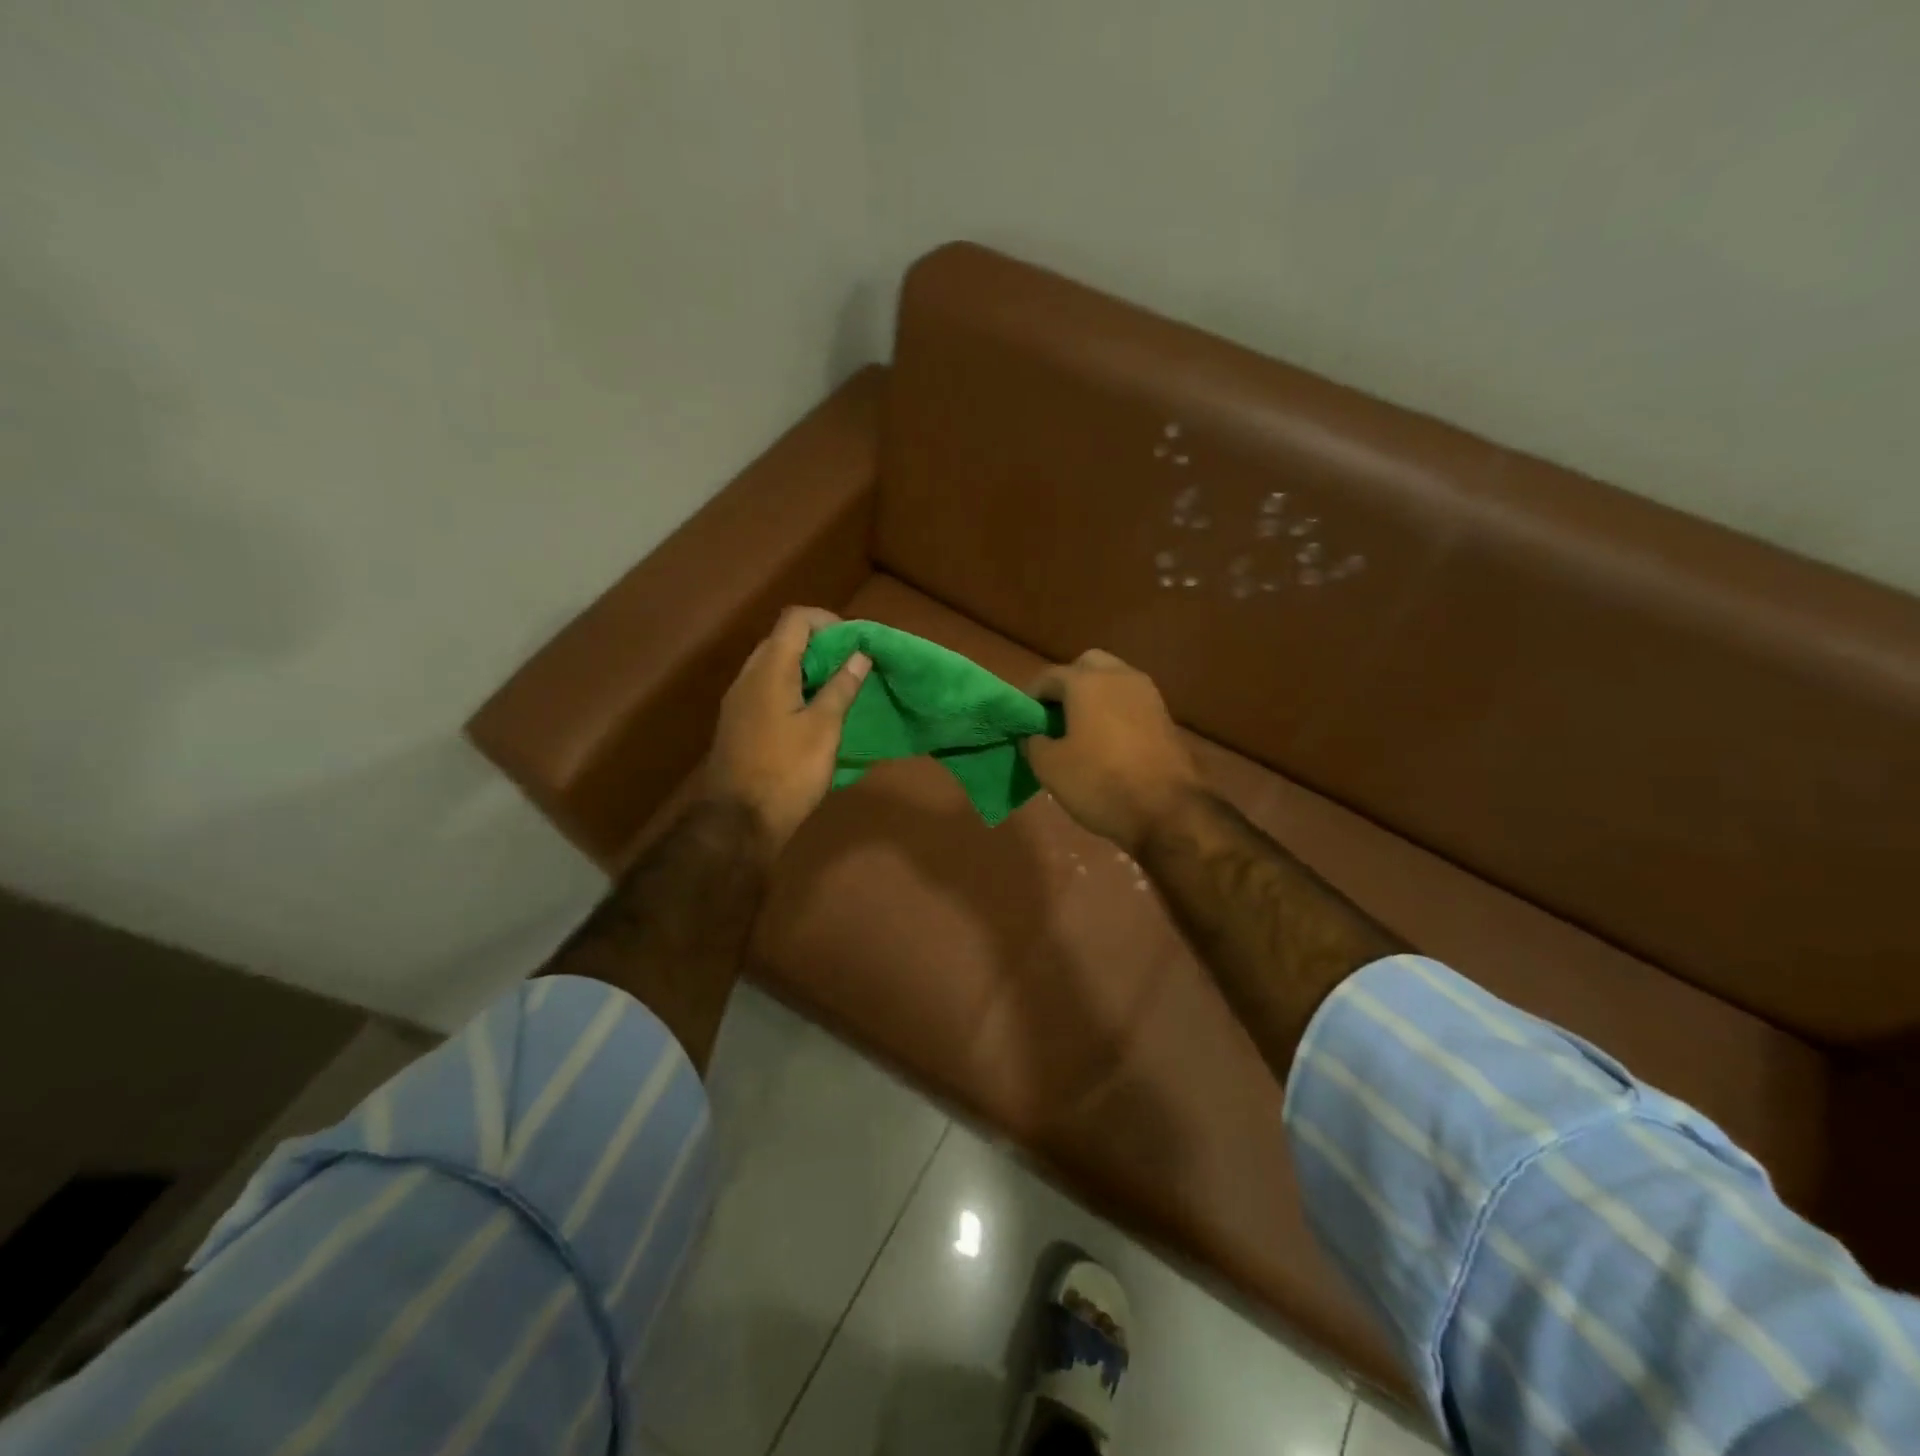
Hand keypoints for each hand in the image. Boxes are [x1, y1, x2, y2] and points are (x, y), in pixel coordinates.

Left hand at [707, 606, 869, 856]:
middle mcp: (748, 676)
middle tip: (851, 667)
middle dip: (820, 645)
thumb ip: (841, 687)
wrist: (738, 821)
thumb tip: (860, 654)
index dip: (828, 621)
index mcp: (769, 669)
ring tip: (837, 690)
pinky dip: (792, 688)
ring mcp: (738, 700)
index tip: (855, 643)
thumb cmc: (788, 772)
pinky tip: (812, 714)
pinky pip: (767, 689)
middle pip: (783, 639)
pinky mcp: (738, 722)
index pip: (796, 619)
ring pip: (774, 666)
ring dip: (806, 668)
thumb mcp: (824, 729)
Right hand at [1023, 650, 1201, 851]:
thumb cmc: (1100, 782)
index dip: (1031, 697)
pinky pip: (1130, 700)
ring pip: (1112, 680)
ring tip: (1081, 729)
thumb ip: (1033, 743)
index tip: (1024, 721)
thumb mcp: (1050, 768)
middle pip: (1086, 666)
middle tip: (1055, 716)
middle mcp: (1118, 676)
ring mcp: (1146, 693)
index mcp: (1086, 682)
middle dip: (1067, 684)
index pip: (1048, 677)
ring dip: (1094, 696)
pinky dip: (1114, 710)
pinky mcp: (1164, 714)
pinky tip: (1107, 740)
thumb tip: (1034, 736)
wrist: (1168, 810)